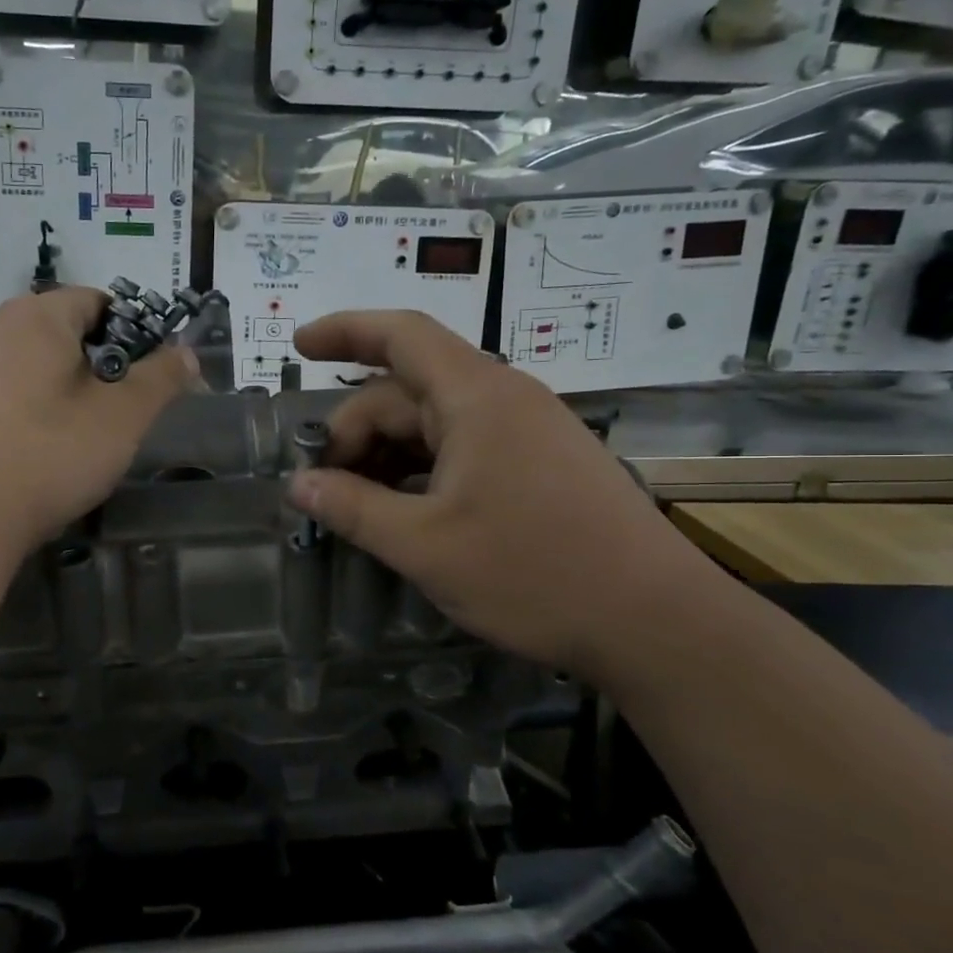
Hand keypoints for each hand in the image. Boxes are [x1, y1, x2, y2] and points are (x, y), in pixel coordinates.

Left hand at [0, 288, 198, 551]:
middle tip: (131, 411)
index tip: (157, 376)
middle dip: (110, 367)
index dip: (139, 333)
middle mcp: (1, 330)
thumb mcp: (124, 414)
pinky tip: (56, 450)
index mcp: (39, 316)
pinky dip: (49, 411)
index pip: (102, 301)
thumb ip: (162, 377)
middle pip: (74, 334)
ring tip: (97, 436)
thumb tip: (186, 353)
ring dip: (81, 392)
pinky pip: (23, 394)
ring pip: (49, 367)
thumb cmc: (53, 452)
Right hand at [288, 311, 714, 679]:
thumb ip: (353, 509)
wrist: (655, 621)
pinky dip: (422, 470)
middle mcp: (503, 400)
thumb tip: (298, 486)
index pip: (401, 335)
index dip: (344, 331)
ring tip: (355, 505)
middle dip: (355, 430)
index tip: (298, 345)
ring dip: (387, 455)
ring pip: (435, 424)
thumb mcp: (425, 546)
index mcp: (476, 397)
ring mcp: (527, 432)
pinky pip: (464, 449)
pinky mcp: (541, 465)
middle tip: (321, 488)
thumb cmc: (534, 574)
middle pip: (408, 390)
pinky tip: (405, 511)